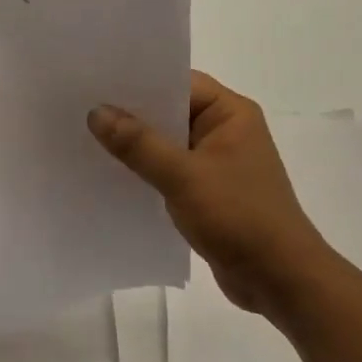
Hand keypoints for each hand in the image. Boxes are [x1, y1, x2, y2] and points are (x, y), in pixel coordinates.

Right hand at [88, 72, 335, 317]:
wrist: (281, 280)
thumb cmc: (239, 217)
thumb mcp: (183, 177)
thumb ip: (138, 144)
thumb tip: (96, 112)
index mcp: (231, 113)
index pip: (178, 83)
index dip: (137, 81)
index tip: (94, 81)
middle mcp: (225, 131)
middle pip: (169, 112)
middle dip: (129, 114)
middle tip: (80, 108)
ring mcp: (217, 163)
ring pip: (167, 144)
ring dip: (135, 146)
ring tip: (85, 139)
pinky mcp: (209, 192)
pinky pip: (169, 171)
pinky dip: (145, 171)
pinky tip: (110, 175)